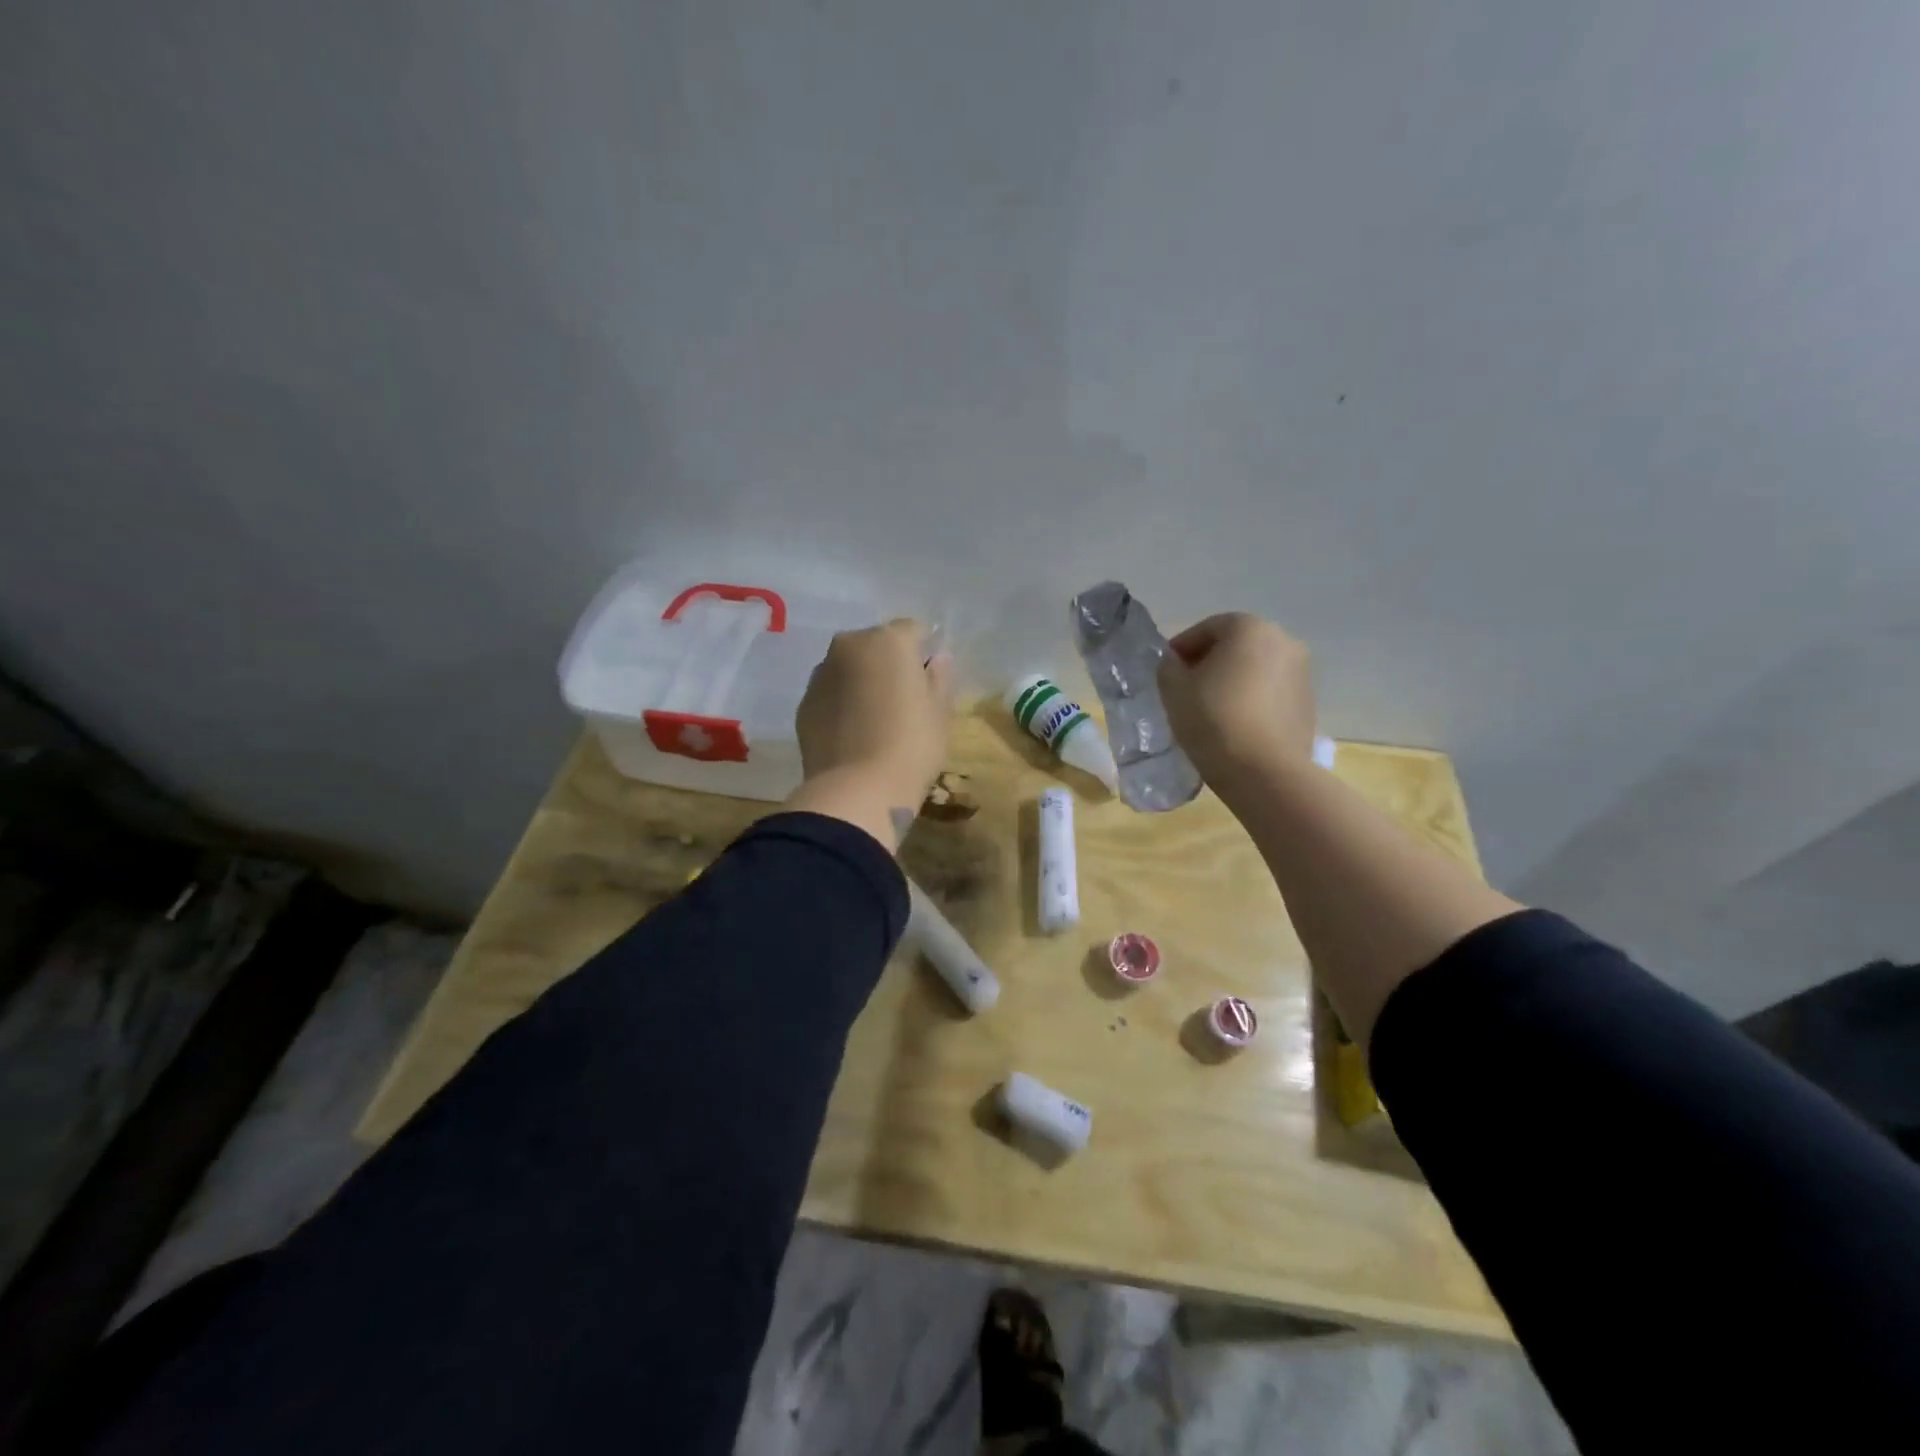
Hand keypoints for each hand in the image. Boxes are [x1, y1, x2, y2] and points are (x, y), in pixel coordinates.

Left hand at [794, 619, 953, 839]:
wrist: (857, 790)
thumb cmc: (912, 746)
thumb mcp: (939, 712)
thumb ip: (939, 677)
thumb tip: (937, 658)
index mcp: (888, 640)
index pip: (913, 631)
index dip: (923, 653)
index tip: (929, 682)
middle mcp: (849, 646)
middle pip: (875, 645)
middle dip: (888, 664)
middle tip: (903, 701)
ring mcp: (821, 674)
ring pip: (849, 668)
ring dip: (862, 682)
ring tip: (875, 720)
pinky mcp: (804, 704)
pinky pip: (830, 694)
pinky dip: (841, 704)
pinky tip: (853, 734)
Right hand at [1157, 613, 1315, 792]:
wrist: (1264, 772)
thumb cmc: (1213, 720)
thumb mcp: (1174, 690)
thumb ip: (1169, 667)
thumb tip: (1176, 664)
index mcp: (1249, 628)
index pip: (1206, 629)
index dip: (1181, 649)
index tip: (1166, 673)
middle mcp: (1283, 641)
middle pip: (1235, 647)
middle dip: (1209, 664)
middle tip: (1186, 691)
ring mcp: (1302, 673)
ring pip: (1255, 670)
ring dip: (1233, 683)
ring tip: (1210, 712)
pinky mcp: (1308, 704)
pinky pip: (1271, 694)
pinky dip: (1252, 701)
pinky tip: (1235, 726)